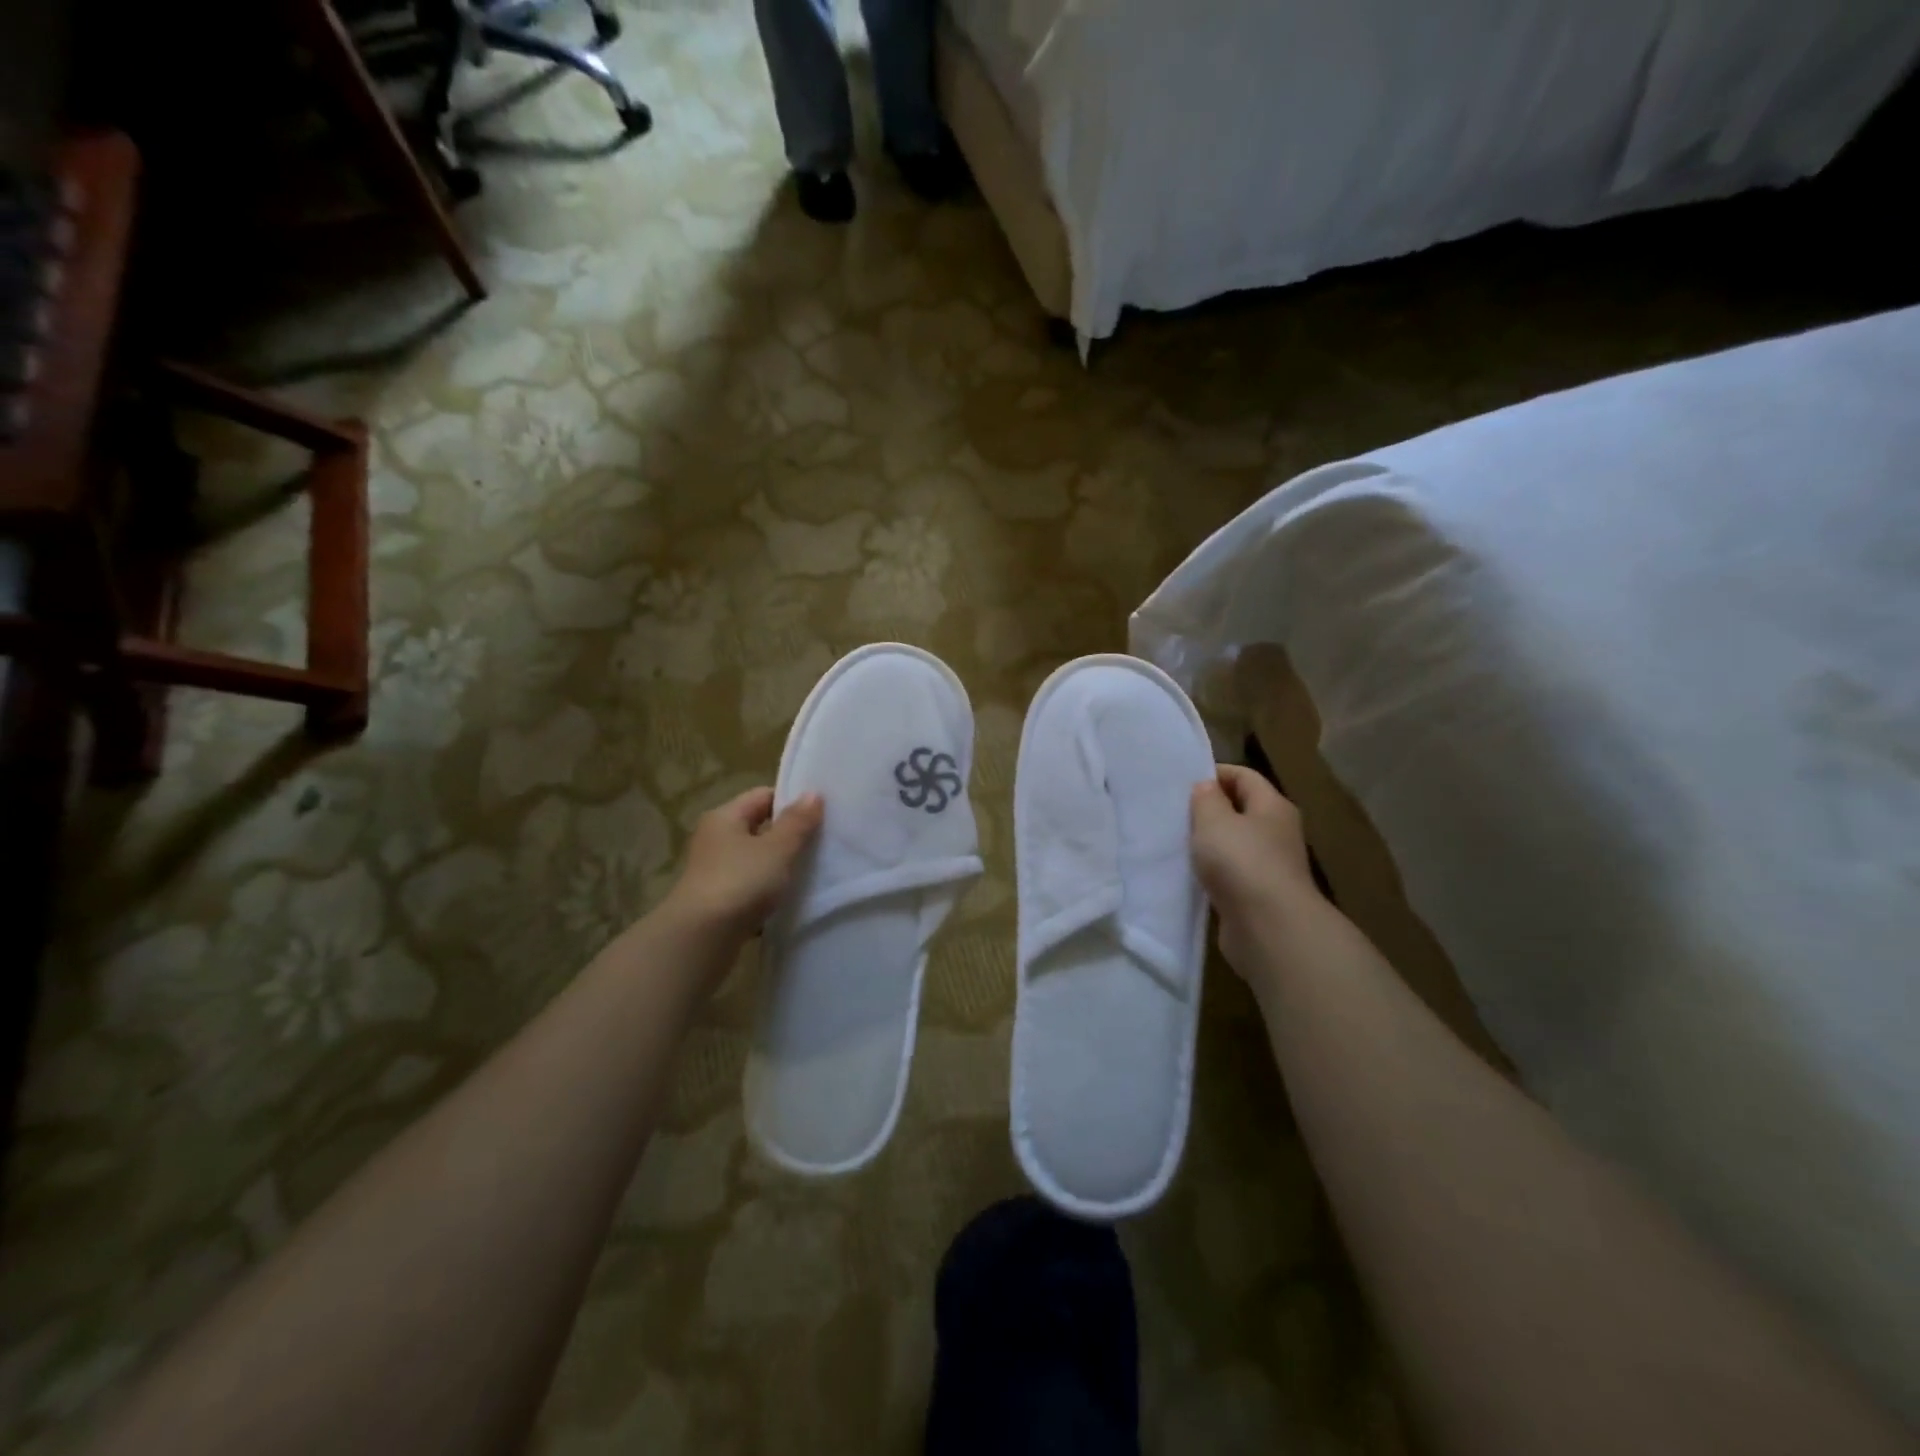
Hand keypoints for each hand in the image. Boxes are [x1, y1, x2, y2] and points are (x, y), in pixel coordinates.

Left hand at [662, 787, 823, 942]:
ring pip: (755, 860)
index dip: (792, 801)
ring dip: (779, 866)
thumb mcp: (777, 849)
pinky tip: (789, 902)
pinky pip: (750, 888)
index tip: (821, 814)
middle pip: (758, 828)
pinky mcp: (717, 902)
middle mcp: (714, 840)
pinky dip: (768, 893)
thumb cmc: (740, 882)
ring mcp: (714, 872)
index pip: (762, 796)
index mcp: (724, 817)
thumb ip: (797, 822)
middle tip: (823, 842)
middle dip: (789, 835)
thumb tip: (813, 793)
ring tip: (812, 873)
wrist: (700, 939)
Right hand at [1191, 765, 1319, 978]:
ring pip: (1235, 845)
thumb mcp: (1214, 820)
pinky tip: (1190, 875)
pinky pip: (1231, 874)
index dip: (1215, 773)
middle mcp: (1277, 833)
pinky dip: (1212, 873)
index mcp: (1273, 806)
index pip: (1244, 776)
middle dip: (1209, 810)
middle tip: (1174, 813)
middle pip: (1241, 810)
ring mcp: (1270, 866)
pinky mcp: (1258, 896)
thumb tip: (1207, 787)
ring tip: (1176, 843)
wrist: (1269, 928)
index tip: (1182, 782)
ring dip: (1209, 844)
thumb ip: (1206, 799)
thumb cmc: (1242, 862)